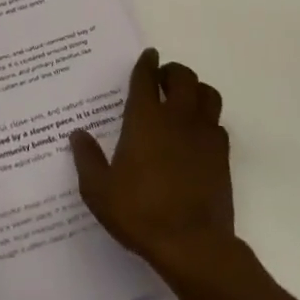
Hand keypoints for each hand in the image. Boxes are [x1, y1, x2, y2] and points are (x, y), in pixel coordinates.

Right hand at [70, 49, 234, 277]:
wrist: (192, 244)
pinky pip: (218, 123)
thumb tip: (77, 134)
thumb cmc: (140, 213)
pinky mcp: (222, 155)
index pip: (146, 77)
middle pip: (182, 76)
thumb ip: (87, 159)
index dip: (146, 63)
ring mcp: (204, 134)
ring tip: (184, 100)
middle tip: (162, 80)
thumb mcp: (100, 191)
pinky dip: (208, 120)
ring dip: (195, 90)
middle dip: (172, 72)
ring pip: (207, 94)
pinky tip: (197, 134)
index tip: (148, 55)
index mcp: (145, 119)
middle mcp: (177, 117)